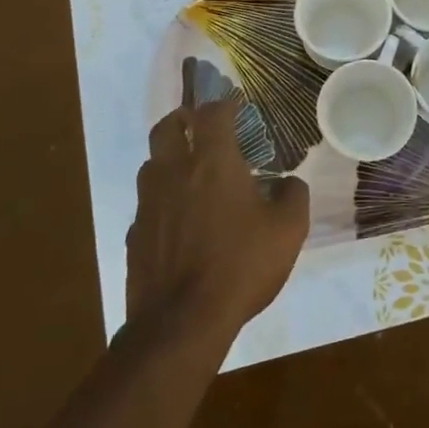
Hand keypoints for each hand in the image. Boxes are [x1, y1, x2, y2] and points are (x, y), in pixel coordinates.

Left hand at [126, 97, 310, 341]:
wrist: (181, 322)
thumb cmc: (241, 265)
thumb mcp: (288, 230)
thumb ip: (294, 196)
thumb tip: (290, 182)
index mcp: (213, 162)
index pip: (212, 113)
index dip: (224, 105)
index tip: (236, 108)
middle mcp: (175, 172)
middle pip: (167, 127)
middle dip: (183, 119)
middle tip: (199, 125)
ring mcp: (148, 203)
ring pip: (151, 163)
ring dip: (168, 157)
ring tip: (189, 171)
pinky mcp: (134, 234)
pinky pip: (146, 203)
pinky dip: (160, 199)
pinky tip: (177, 219)